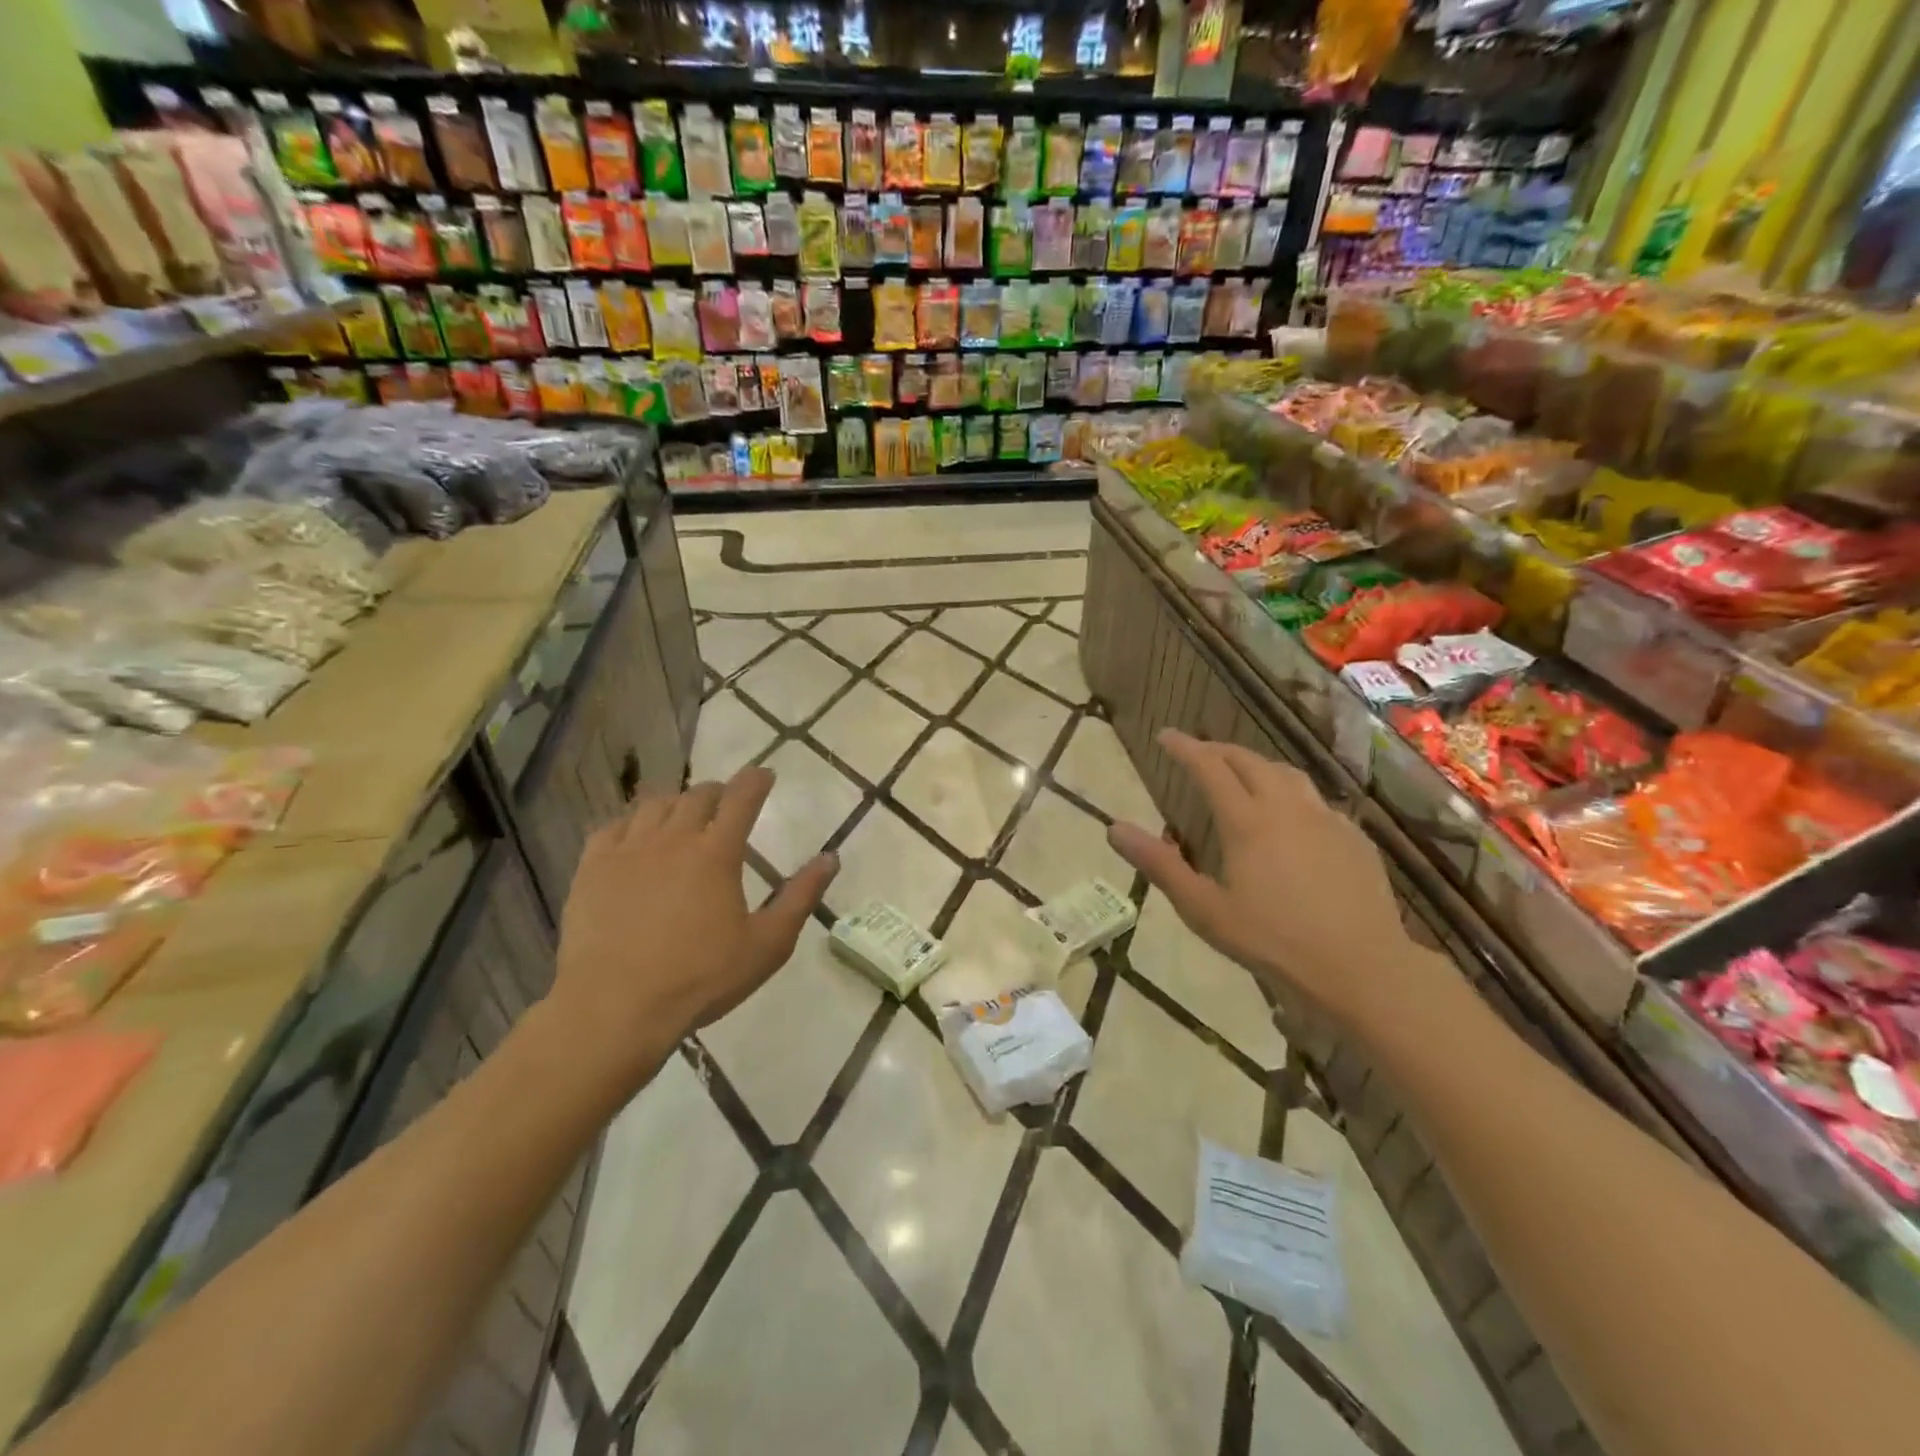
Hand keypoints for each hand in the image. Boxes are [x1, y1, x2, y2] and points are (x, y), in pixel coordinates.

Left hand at [546, 768, 836, 1088]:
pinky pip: (613, 827)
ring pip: (655, 805)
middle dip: (718, 792)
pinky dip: (632, 823)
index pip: (741, 798)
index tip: (764, 775)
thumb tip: (831, 858)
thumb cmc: (701, 978)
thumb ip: (801, 897)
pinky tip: (636, 839)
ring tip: (683, 818)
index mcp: (717, 853)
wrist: (614, 1008)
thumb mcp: (768, 944)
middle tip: (727, 804)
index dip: (755, 780)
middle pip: (698, 795)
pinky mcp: (592, 868)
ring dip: (676, 803)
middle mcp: (673, 838)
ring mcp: (628, 850)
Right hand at [1106, 730, 1418, 1030]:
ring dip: (1257, 765)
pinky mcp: (1354, 836)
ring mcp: (1326, 818)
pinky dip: (1291, 793)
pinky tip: (1291, 815)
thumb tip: (1114, 828)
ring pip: (1287, 773)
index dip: (1184, 747)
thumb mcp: (1204, 909)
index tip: (1165, 736)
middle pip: (1248, 761)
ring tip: (1242, 773)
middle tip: (1198, 752)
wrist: (1361, 967)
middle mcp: (1286, 807)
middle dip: (1218, 750)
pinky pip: (1316, 799)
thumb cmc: (1273, 940)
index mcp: (1246, 821)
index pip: (1209, 767)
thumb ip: (1160, 865)